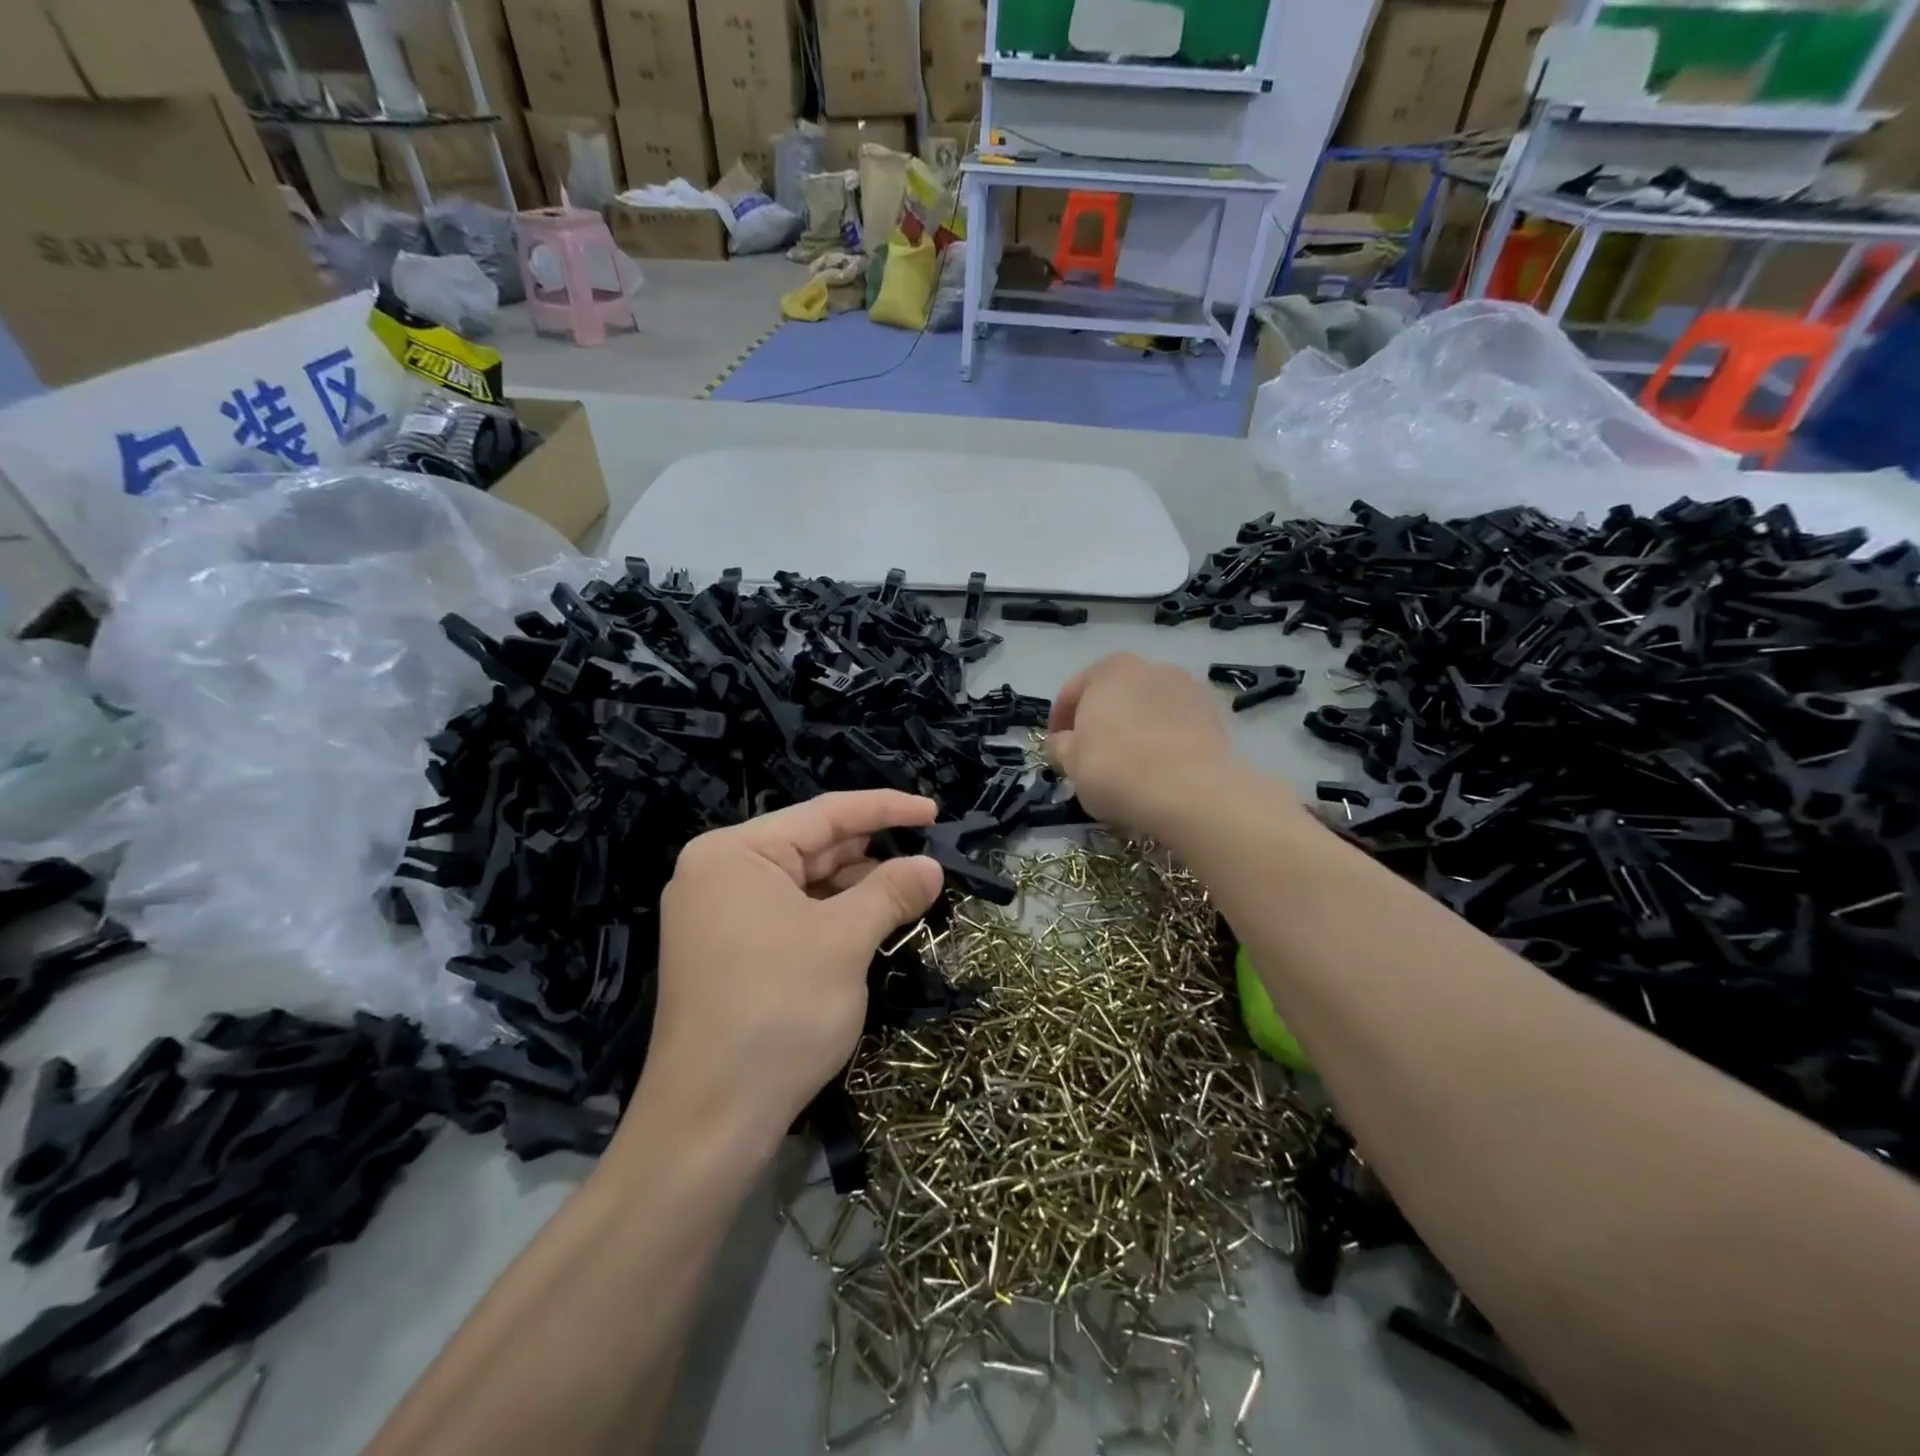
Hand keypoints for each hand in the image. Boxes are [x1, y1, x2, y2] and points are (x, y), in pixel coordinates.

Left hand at [642, 791, 943, 1150]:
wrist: (709, 1123)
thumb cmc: (778, 1011)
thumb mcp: (845, 941)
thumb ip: (891, 892)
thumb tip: (933, 867)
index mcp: (735, 853)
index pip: (824, 814)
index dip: (885, 808)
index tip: (934, 812)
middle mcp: (719, 874)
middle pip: (812, 847)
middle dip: (872, 854)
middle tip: (929, 859)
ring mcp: (718, 916)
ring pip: (804, 885)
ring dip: (857, 889)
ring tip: (910, 894)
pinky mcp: (727, 954)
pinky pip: (790, 917)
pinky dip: (832, 918)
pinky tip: (871, 924)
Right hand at [1047, 653, 1249, 839]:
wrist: (1191, 792)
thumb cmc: (1116, 769)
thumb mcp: (1071, 762)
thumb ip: (1060, 746)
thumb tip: (1062, 742)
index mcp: (1110, 669)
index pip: (1073, 691)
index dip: (1059, 721)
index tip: (1055, 748)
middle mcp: (1151, 667)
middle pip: (1115, 695)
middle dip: (1102, 720)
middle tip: (1091, 755)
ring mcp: (1188, 689)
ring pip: (1149, 708)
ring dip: (1136, 728)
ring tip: (1130, 764)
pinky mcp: (1215, 716)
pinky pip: (1177, 726)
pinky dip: (1165, 740)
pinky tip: (1159, 768)